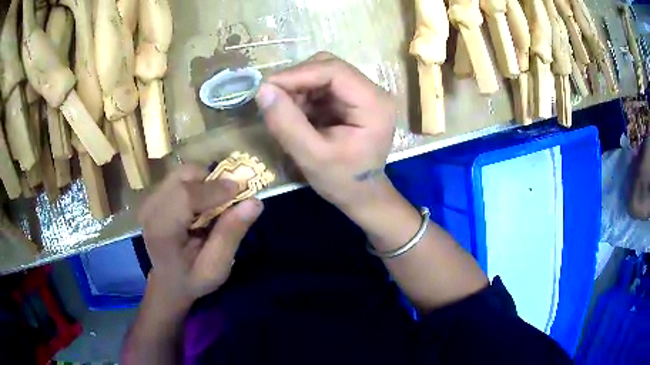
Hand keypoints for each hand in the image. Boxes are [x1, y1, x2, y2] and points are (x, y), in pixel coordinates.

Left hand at [138, 165, 263, 307]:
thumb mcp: (216, 268)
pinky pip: (178, 178)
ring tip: (212, 204)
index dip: (214, 189)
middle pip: (183, 176)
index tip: (241, 192)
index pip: (185, 196)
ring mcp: (149, 200)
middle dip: (210, 182)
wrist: (167, 282)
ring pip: (182, 173)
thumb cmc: (192, 279)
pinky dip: (195, 184)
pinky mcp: (153, 195)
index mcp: (162, 231)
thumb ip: (231, 235)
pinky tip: (199, 205)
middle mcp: (150, 209)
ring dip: (203, 182)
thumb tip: (255, 202)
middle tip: (227, 201)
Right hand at [256, 52, 396, 212]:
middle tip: (274, 101)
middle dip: (297, 80)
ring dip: (298, 89)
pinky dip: (303, 96)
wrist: (362, 195)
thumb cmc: (343, 181)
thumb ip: (287, 123)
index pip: (334, 70)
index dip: (297, 74)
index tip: (267, 88)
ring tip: (287, 114)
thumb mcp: (312, 157)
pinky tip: (298, 116)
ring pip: (322, 73)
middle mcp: (373, 91)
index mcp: (373, 103)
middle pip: (328, 66)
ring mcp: (363, 93)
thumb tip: (263, 89)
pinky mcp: (351, 99)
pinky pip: (322, 86)